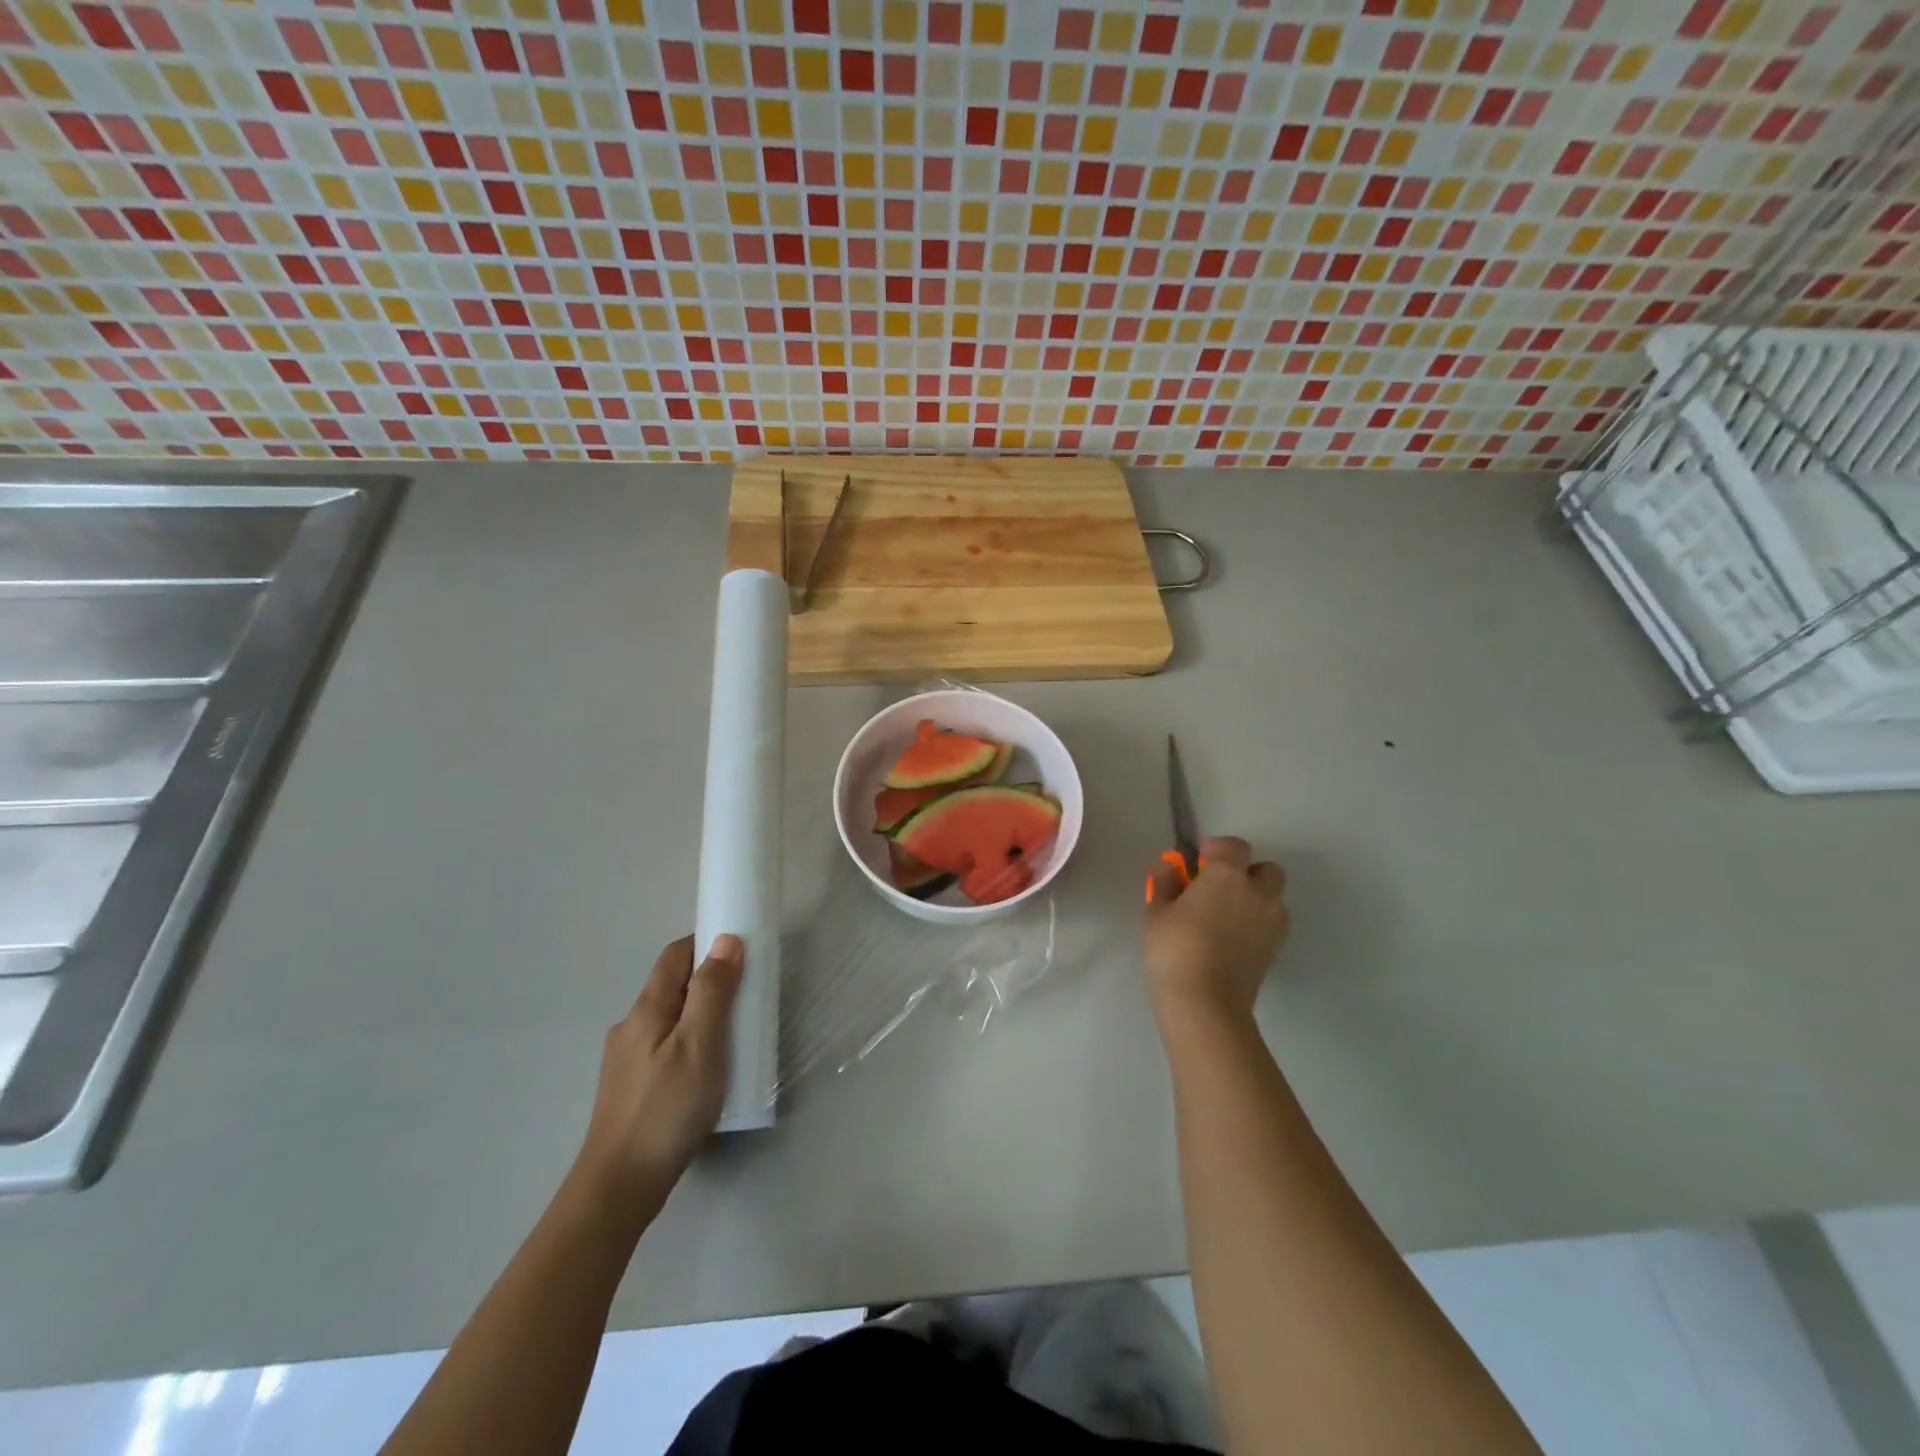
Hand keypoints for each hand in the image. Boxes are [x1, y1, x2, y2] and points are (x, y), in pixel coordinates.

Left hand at [575, 934, 743, 1213]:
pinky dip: (689, 1042)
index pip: (675, 955)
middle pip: (672, 985)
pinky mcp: (630, 1087)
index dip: (706, 944)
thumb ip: (713, 992)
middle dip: (709, 981)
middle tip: (747, 997)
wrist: (618, 1187)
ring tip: (733, 1036)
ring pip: (669, 1018)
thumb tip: (726, 940)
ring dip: (700, 1014)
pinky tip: (706, 1071)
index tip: (742, 952)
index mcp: (646, 1009)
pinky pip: (665, 1046)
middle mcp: (630, 1026)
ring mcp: (626, 1059)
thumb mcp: (700, 1045)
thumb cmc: (666, 1109)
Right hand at [1144, 836, 1287, 1030]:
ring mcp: (1272, 922)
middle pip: (1266, 869)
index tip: (1198, 861)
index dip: (1217, 849)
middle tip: (1217, 888)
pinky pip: (1271, 923)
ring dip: (1255, 899)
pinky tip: (1232, 939)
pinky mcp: (1276, 949)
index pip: (1233, 846)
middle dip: (1246, 872)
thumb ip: (1165, 883)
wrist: (1206, 1002)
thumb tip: (1170, 868)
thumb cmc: (1175, 948)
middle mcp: (1258, 892)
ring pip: (1273, 898)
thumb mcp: (1157, 911)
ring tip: (1225, 917)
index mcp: (1227, 874)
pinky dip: (1257, 923)